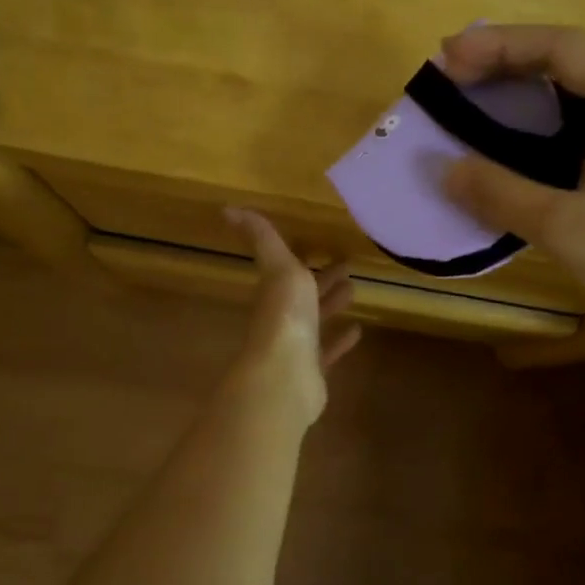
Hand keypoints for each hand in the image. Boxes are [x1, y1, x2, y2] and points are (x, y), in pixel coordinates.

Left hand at [224, 208, 361, 426]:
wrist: (286, 375)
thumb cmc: (285, 316)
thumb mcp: (278, 267)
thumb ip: (262, 238)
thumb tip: (227, 208)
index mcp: (275, 292)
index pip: (289, 270)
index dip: (306, 257)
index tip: (326, 246)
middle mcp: (282, 317)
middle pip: (304, 295)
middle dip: (323, 279)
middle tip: (348, 265)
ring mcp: (296, 346)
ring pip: (316, 321)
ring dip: (332, 305)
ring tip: (355, 290)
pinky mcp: (311, 371)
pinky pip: (327, 351)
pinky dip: (340, 341)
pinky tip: (357, 331)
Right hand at [438, 24, 584, 361]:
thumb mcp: (567, 227)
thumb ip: (502, 193)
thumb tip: (443, 170)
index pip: (562, 47)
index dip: (500, 44)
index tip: (447, 58)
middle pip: (569, 65)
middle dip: (507, 66)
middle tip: (451, 80)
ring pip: (575, 102)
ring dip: (522, 100)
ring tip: (471, 107)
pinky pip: (581, 137)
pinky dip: (539, 137)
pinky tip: (510, 155)